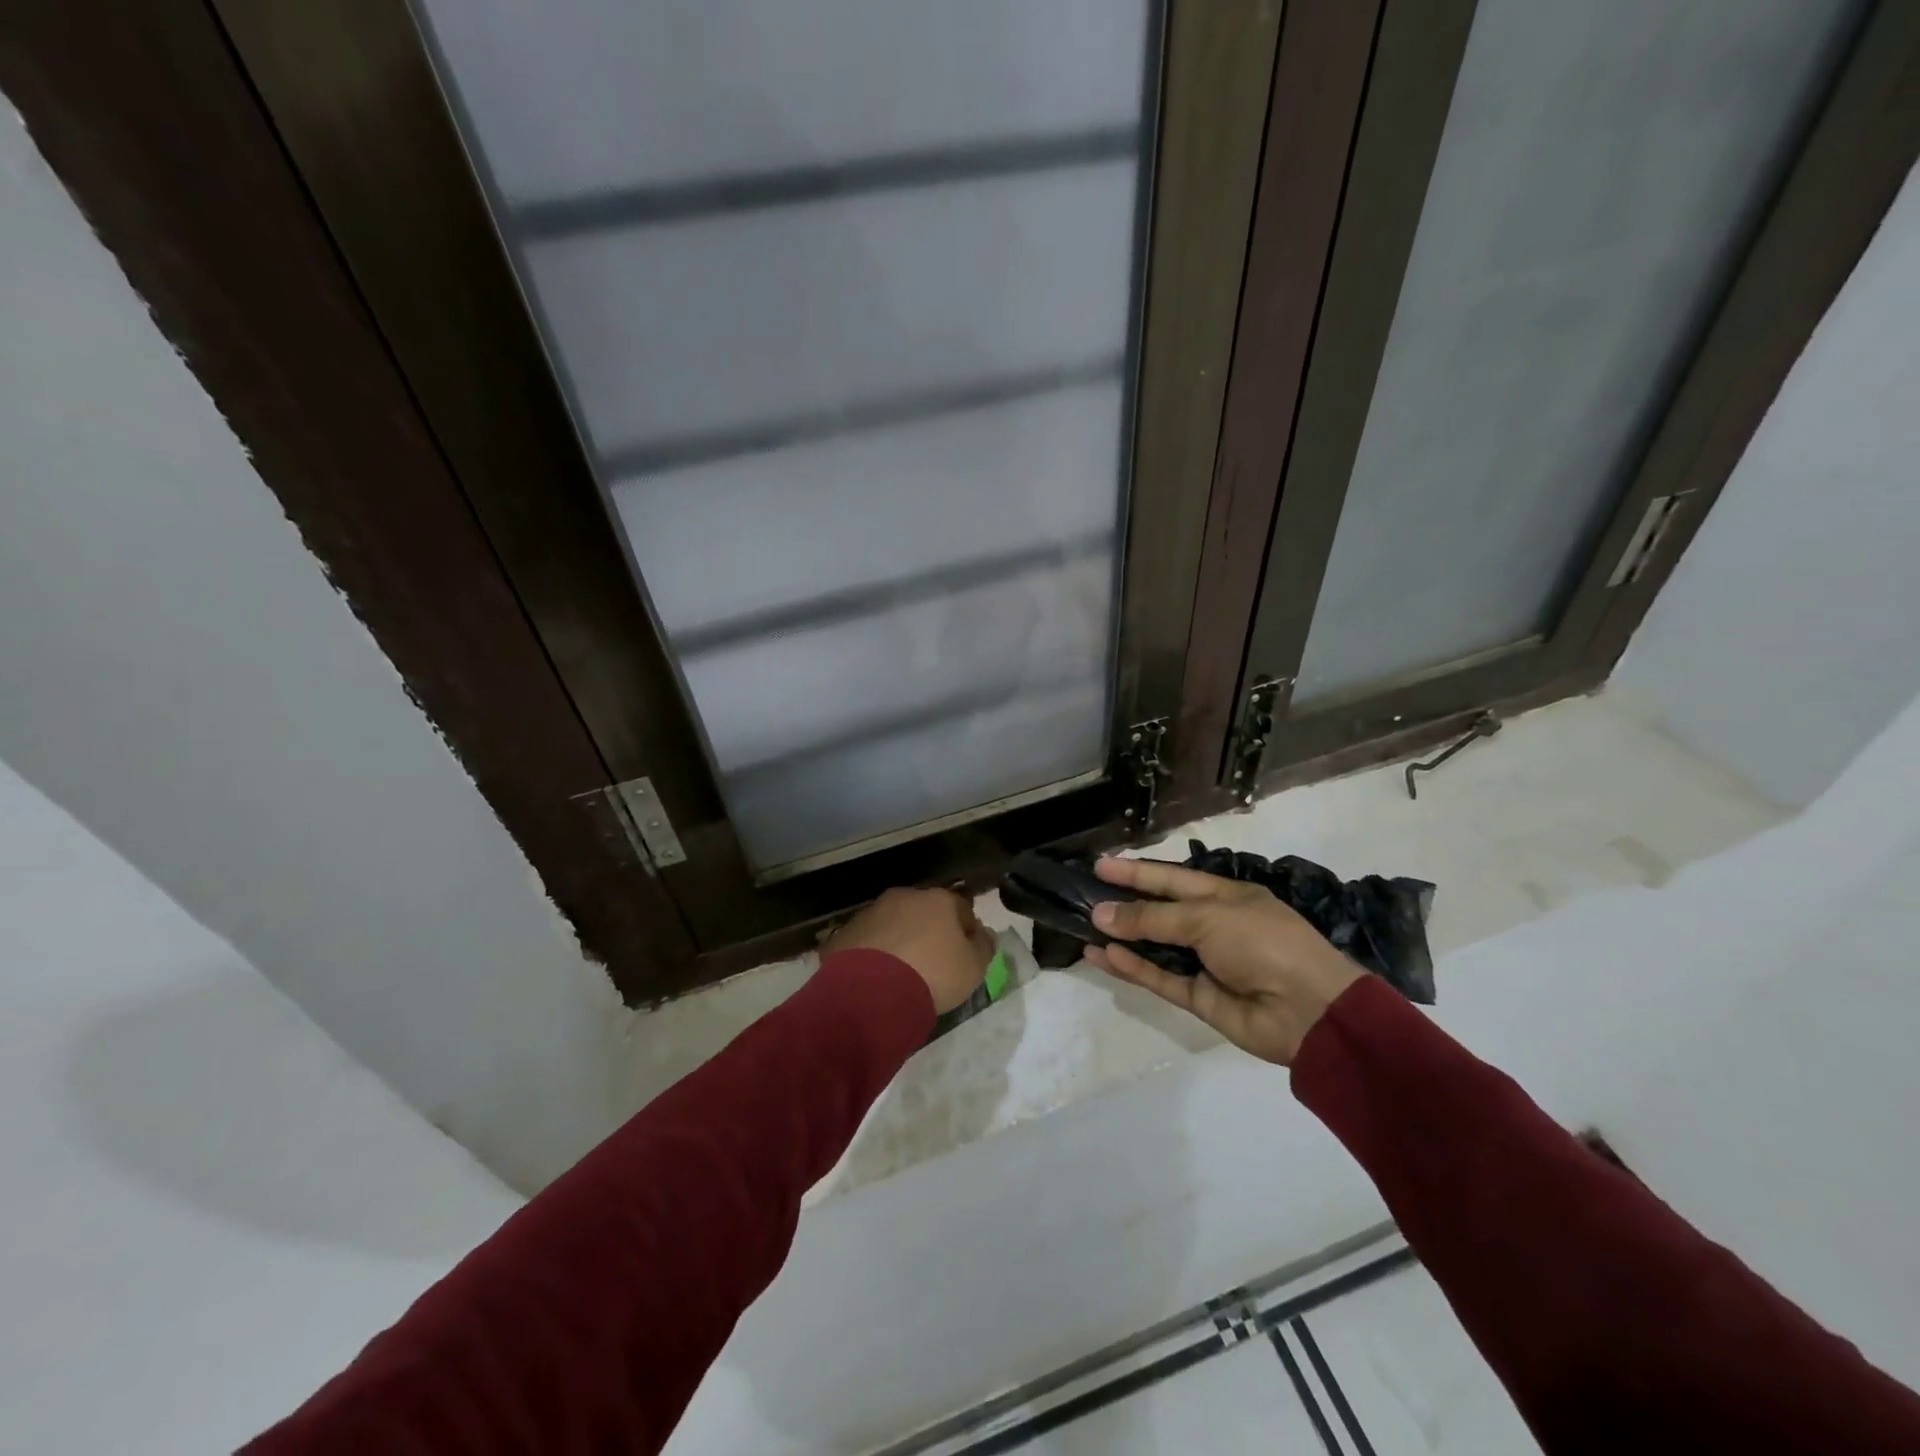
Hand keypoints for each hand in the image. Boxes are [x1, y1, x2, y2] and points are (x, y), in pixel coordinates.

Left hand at [826, 887, 994, 1014]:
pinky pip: (868, 940)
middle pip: (924, 911)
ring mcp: (872, 911)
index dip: (966, 929)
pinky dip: (874, 952)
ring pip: (893, 922)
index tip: (966, 953)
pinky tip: (876, 976)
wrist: (873, 991)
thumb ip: (984, 947)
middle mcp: (905, 896)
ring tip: (901, 971)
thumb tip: (984, 934)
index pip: (961, 908)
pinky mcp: (846, 932)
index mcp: (939, 900)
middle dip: (930, 930)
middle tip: (932, 961)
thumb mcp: (974, 968)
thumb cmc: (934, 974)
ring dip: (900, 939)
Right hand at [1084, 857, 1363, 1065]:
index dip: (1136, 871)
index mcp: (1225, 896)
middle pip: (1160, 912)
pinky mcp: (1199, 997)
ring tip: (1084, 928)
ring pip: (1155, 947)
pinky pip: (1160, 978)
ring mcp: (1206, 963)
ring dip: (1122, 939)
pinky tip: (1103, 956)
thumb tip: (1102, 914)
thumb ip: (1152, 917)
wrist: (1309, 1011)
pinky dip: (1133, 968)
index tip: (1099, 866)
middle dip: (1124, 904)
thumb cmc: (1262, 943)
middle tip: (1083, 897)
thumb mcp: (1207, 917)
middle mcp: (1214, 926)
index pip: (1171, 878)